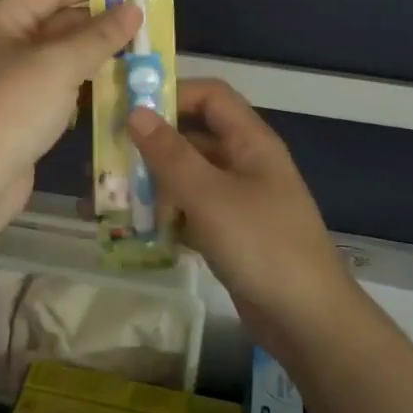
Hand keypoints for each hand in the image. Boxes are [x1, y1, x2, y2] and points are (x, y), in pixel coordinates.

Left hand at [0, 0, 138, 223]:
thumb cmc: (12, 108)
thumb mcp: (59, 65)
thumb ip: (99, 36)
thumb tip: (133, 9)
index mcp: (0, 19)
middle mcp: (1, 43)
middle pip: (55, 21)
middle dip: (98, 21)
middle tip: (145, 19)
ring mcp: (9, 79)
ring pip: (59, 56)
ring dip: (94, 53)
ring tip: (140, 48)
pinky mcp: (19, 111)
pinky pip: (57, 85)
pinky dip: (83, 82)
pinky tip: (116, 84)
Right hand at [128, 79, 356, 345]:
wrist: (307, 319)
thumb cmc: (261, 245)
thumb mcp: (209, 195)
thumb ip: (170, 154)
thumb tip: (136, 112)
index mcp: (250, 142)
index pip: (211, 96)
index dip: (172, 93)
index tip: (127, 108)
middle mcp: (246, 163)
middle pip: (194, 137)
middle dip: (150, 144)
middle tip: (105, 157)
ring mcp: (240, 201)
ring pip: (189, 177)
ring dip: (153, 183)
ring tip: (110, 195)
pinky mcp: (232, 234)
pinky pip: (193, 212)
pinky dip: (166, 215)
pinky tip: (134, 228)